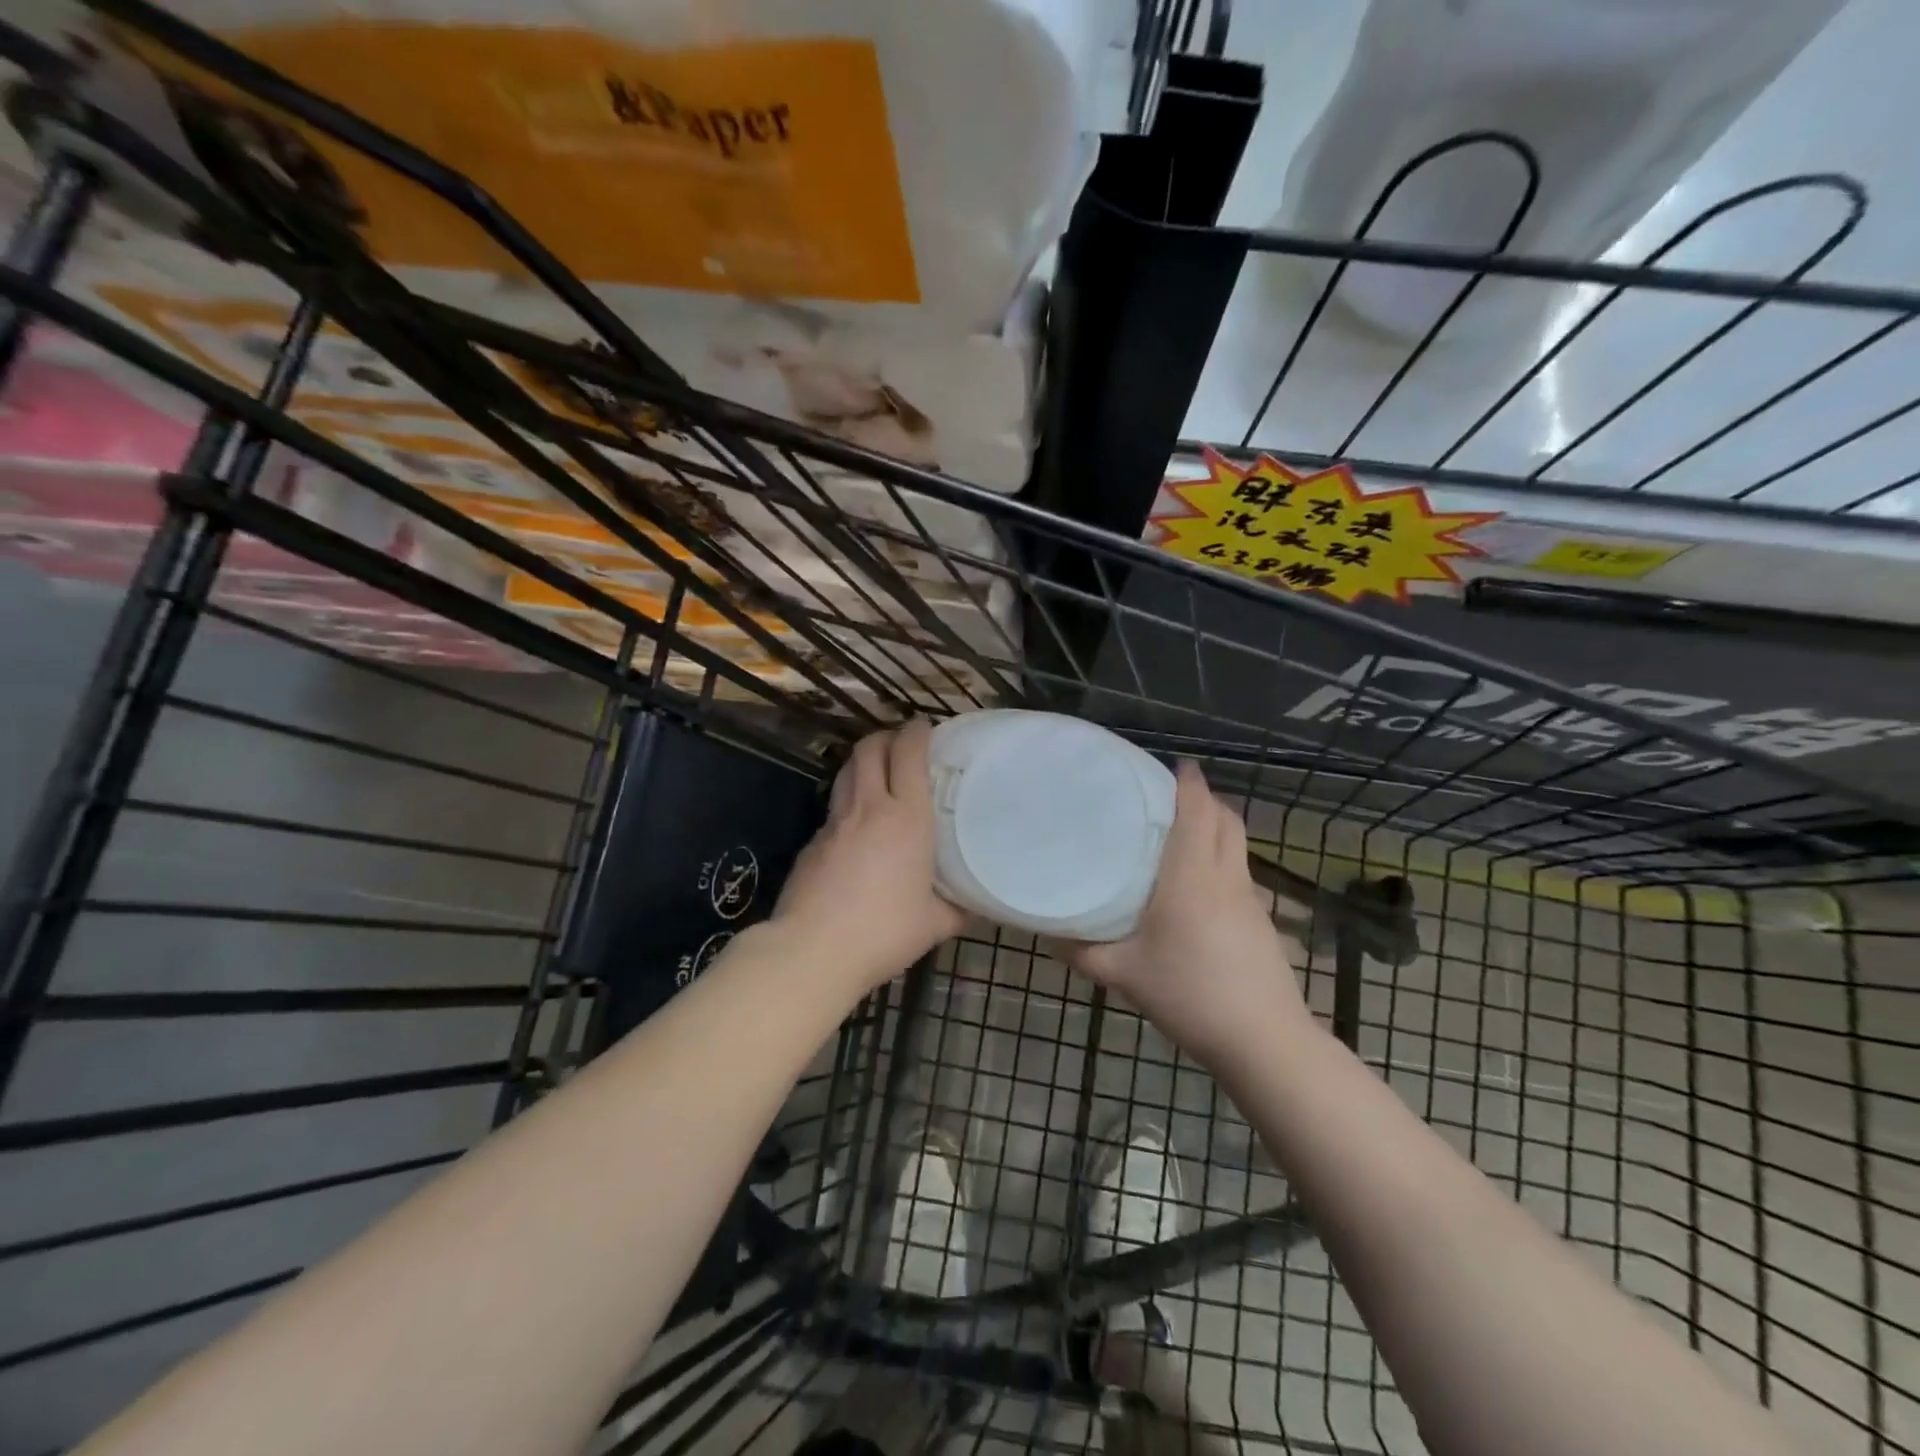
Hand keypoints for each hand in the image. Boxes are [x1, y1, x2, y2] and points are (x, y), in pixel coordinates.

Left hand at [772, 718, 967, 995]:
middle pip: (870, 748)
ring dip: (863, 762)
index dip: (916, 731)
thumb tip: (975, 906)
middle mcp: (869, 807)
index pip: (908, 752)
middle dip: (886, 736)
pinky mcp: (811, 842)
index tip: (926, 727)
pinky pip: (834, 808)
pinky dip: (848, 802)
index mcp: (907, 817)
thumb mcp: (935, 923)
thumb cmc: (885, 931)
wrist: (813, 949)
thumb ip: (958, 908)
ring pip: (846, 771)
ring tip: (879, 774)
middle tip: (902, 745)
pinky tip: (857, 827)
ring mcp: (834, 822)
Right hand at [1065, 762, 1311, 1066]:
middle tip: (1170, 797)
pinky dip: (1223, 859)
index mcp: (1192, 876)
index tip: (1174, 765)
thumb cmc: (1188, 994)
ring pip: (1238, 844)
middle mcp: (1226, 876)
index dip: (1189, 783)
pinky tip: (1200, 887)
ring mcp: (1250, 898)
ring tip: (1182, 834)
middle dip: (1205, 799)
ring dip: (1217, 827)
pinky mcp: (1262, 920)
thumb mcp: (1124, 974)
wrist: (1262, 1039)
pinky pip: (1241, 871)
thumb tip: (1048, 934)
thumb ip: (1082, 952)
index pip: (1197, 811)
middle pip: (1226, 819)